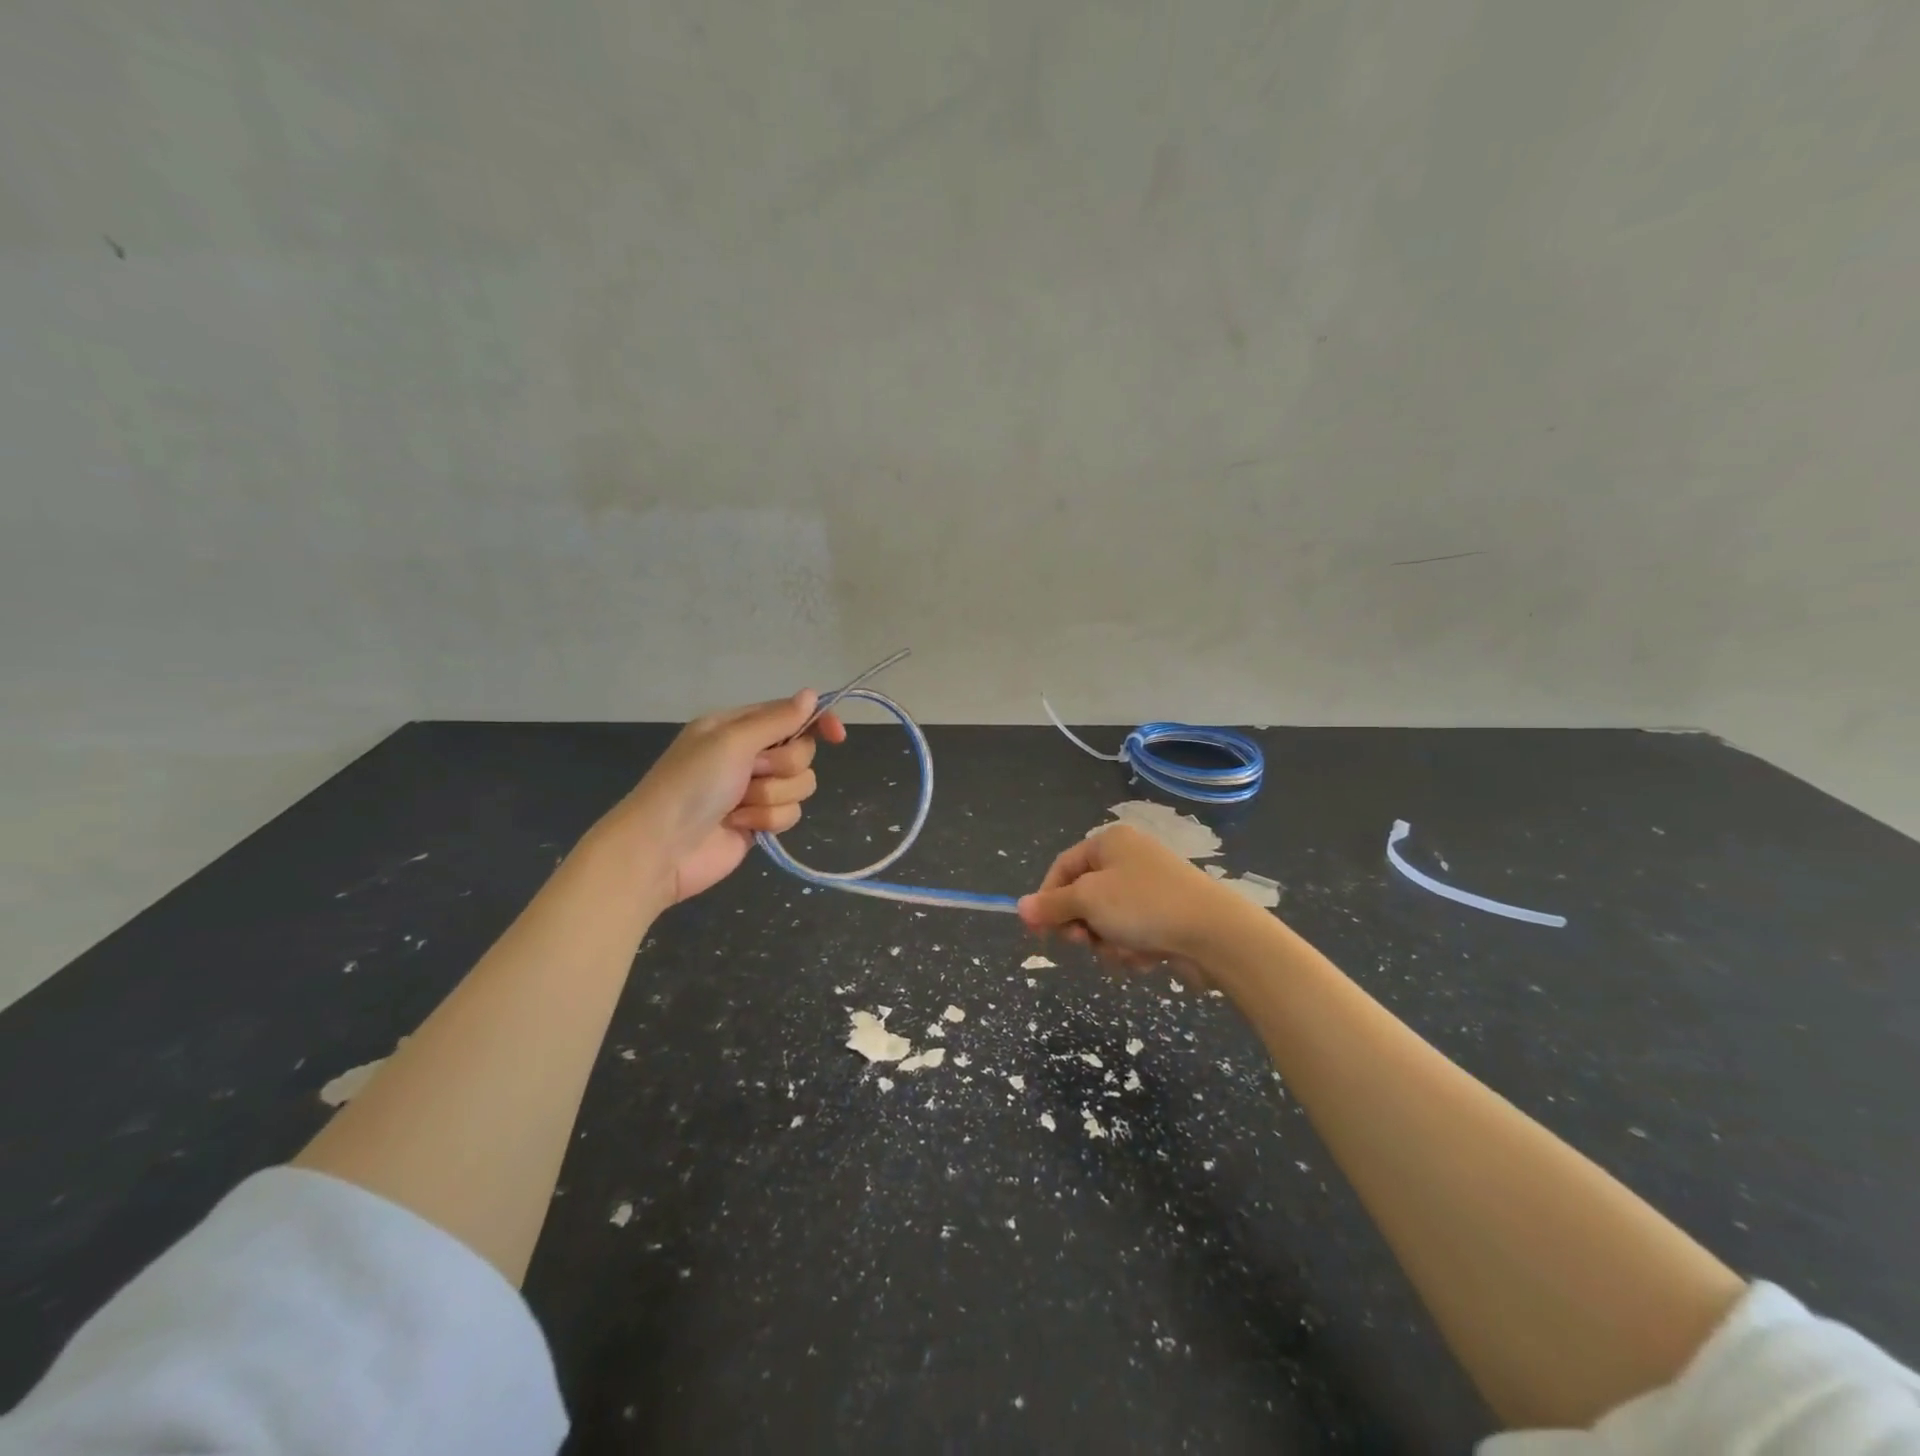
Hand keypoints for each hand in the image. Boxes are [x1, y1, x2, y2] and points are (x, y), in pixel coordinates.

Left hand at [606, 691, 845, 905]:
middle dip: (782, 767)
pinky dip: (767, 821)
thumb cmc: (691, 784)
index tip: (837, 736)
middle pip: (801, 753)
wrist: (662, 848)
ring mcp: (755, 790)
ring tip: (738, 805)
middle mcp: (748, 755)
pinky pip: (790, 814)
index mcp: (738, 727)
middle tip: (752, 773)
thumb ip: (776, 719)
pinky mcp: (760, 822)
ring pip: (800, 786)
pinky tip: (739, 825)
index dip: (817, 722)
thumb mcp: (732, 741)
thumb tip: (811, 694)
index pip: (791, 715)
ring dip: (772, 797)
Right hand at [1017, 823, 1251, 974]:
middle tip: (1084, 942)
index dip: (1046, 899)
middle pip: (1083, 897)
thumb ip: (1052, 905)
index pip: (1062, 868)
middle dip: (1082, 925)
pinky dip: (1132, 948)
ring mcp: (1149, 888)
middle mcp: (1128, 859)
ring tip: (1125, 950)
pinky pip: (1131, 934)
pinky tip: (1146, 956)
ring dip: (1107, 942)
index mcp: (1109, 843)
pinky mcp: (1166, 916)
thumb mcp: (1088, 901)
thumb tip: (1020, 906)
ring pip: (1106, 921)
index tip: (1038, 932)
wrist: (1214, 933)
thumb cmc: (1143, 905)